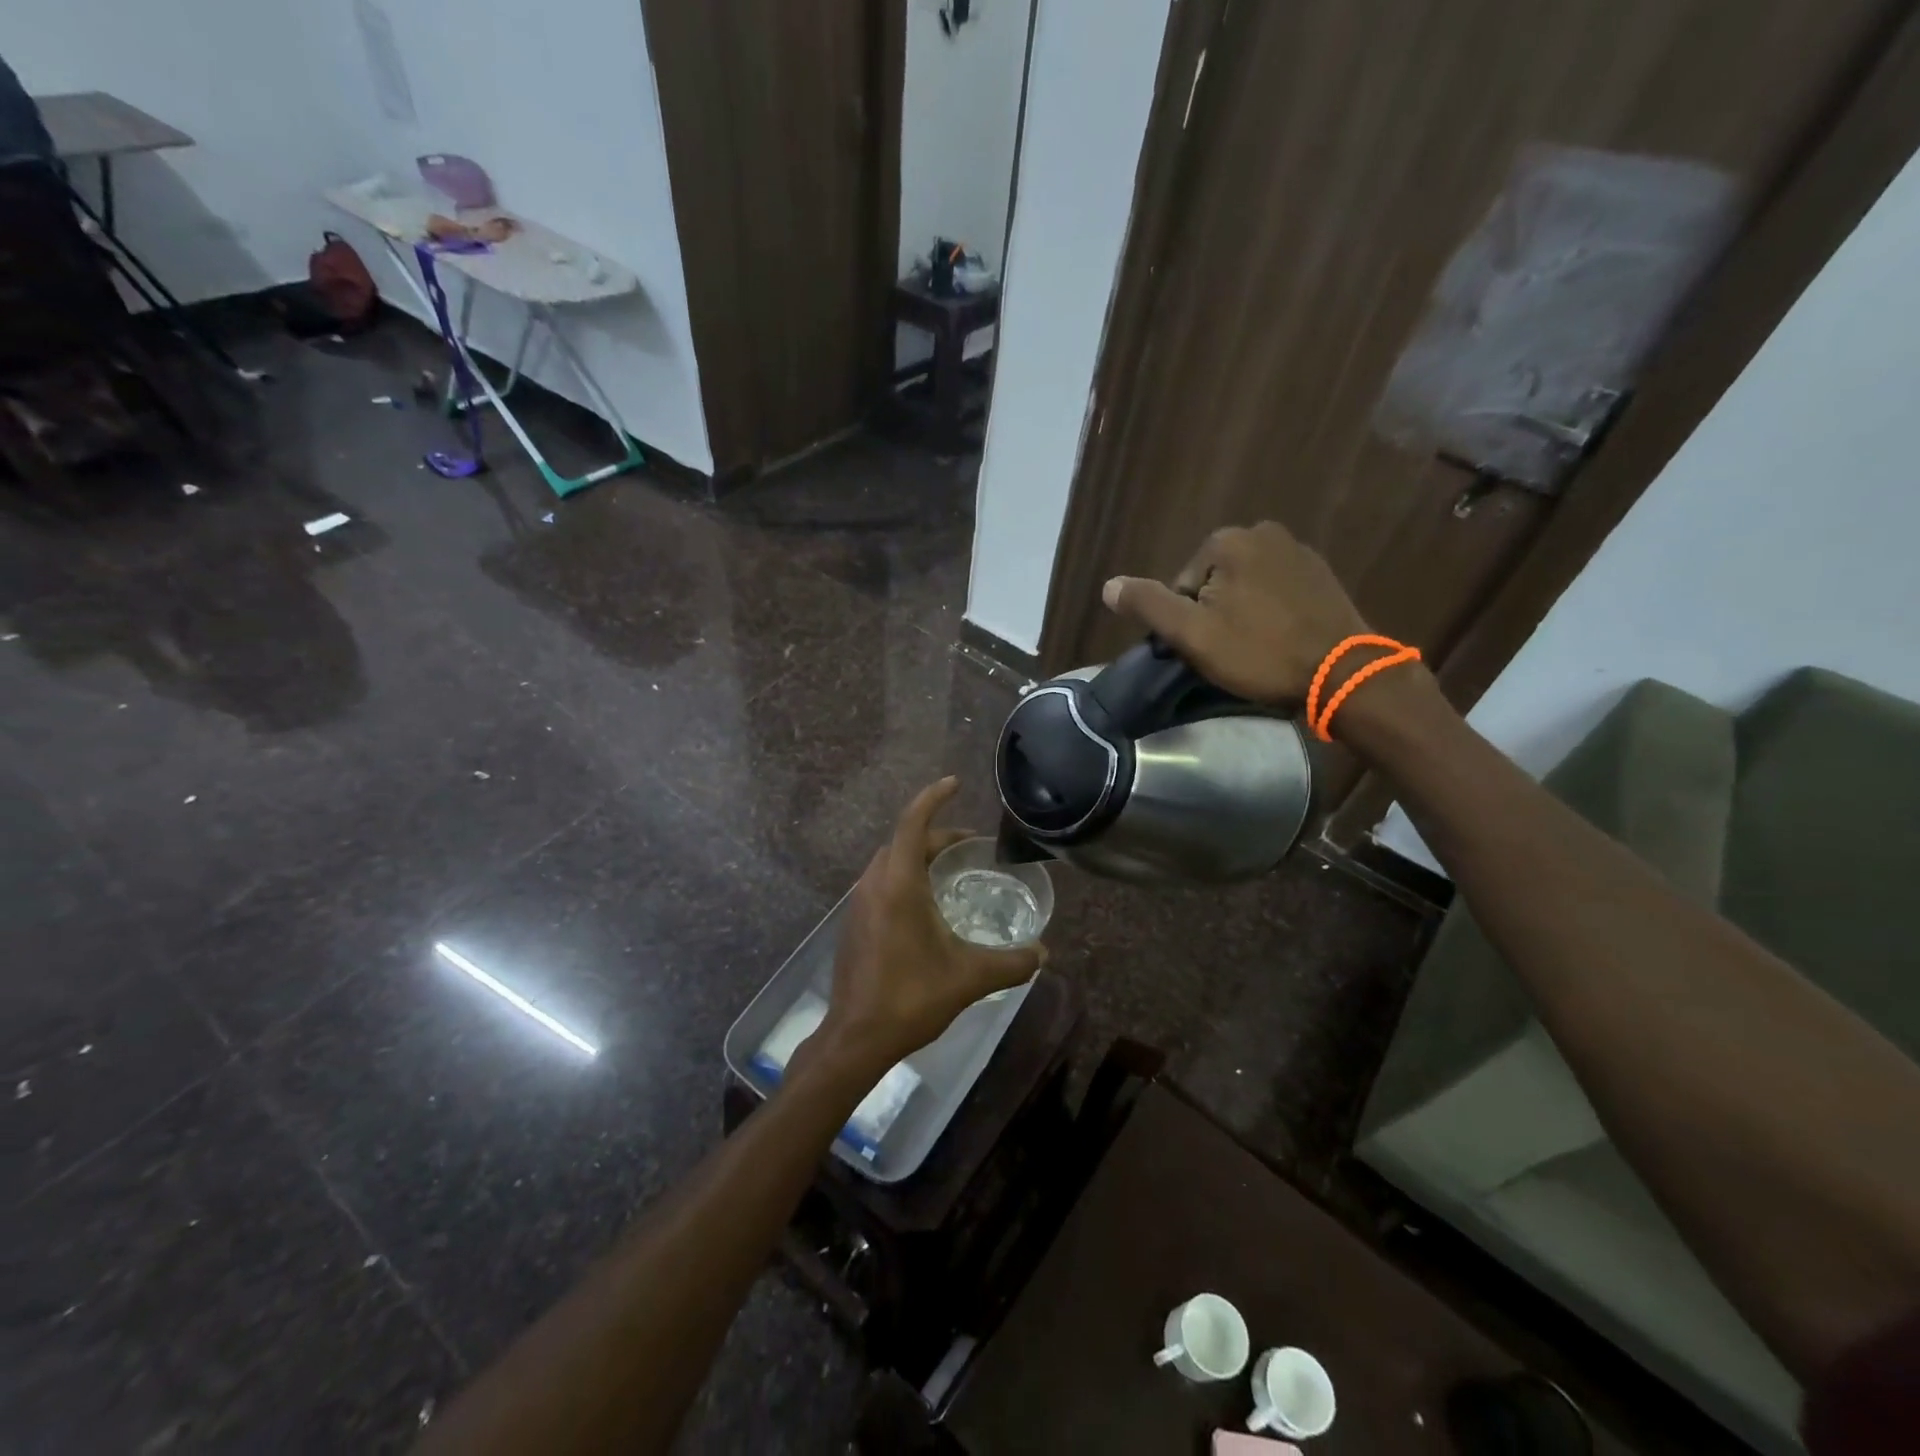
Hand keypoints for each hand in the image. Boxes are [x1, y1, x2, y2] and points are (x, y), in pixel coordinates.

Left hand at [808, 778, 1045, 1082]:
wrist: (856, 1037)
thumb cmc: (911, 997)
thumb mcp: (969, 977)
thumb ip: (1011, 963)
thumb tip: (1044, 954)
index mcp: (899, 884)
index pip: (913, 822)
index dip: (933, 797)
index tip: (955, 784)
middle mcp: (874, 884)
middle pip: (904, 840)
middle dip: (936, 833)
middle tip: (970, 845)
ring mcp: (858, 903)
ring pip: (890, 861)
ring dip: (918, 855)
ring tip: (951, 870)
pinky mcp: (854, 923)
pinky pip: (881, 882)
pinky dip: (905, 877)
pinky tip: (925, 904)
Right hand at [1101, 522, 1369, 705]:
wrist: (1342, 673)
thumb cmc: (1260, 653)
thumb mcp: (1191, 634)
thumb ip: (1148, 605)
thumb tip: (1108, 586)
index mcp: (1227, 541)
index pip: (1182, 586)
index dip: (1187, 622)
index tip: (1209, 648)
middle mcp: (1263, 532)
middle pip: (1213, 582)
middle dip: (1215, 614)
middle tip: (1232, 651)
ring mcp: (1298, 550)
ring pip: (1245, 587)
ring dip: (1243, 614)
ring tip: (1257, 648)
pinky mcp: (1322, 573)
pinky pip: (1276, 591)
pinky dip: (1271, 612)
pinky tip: (1281, 638)